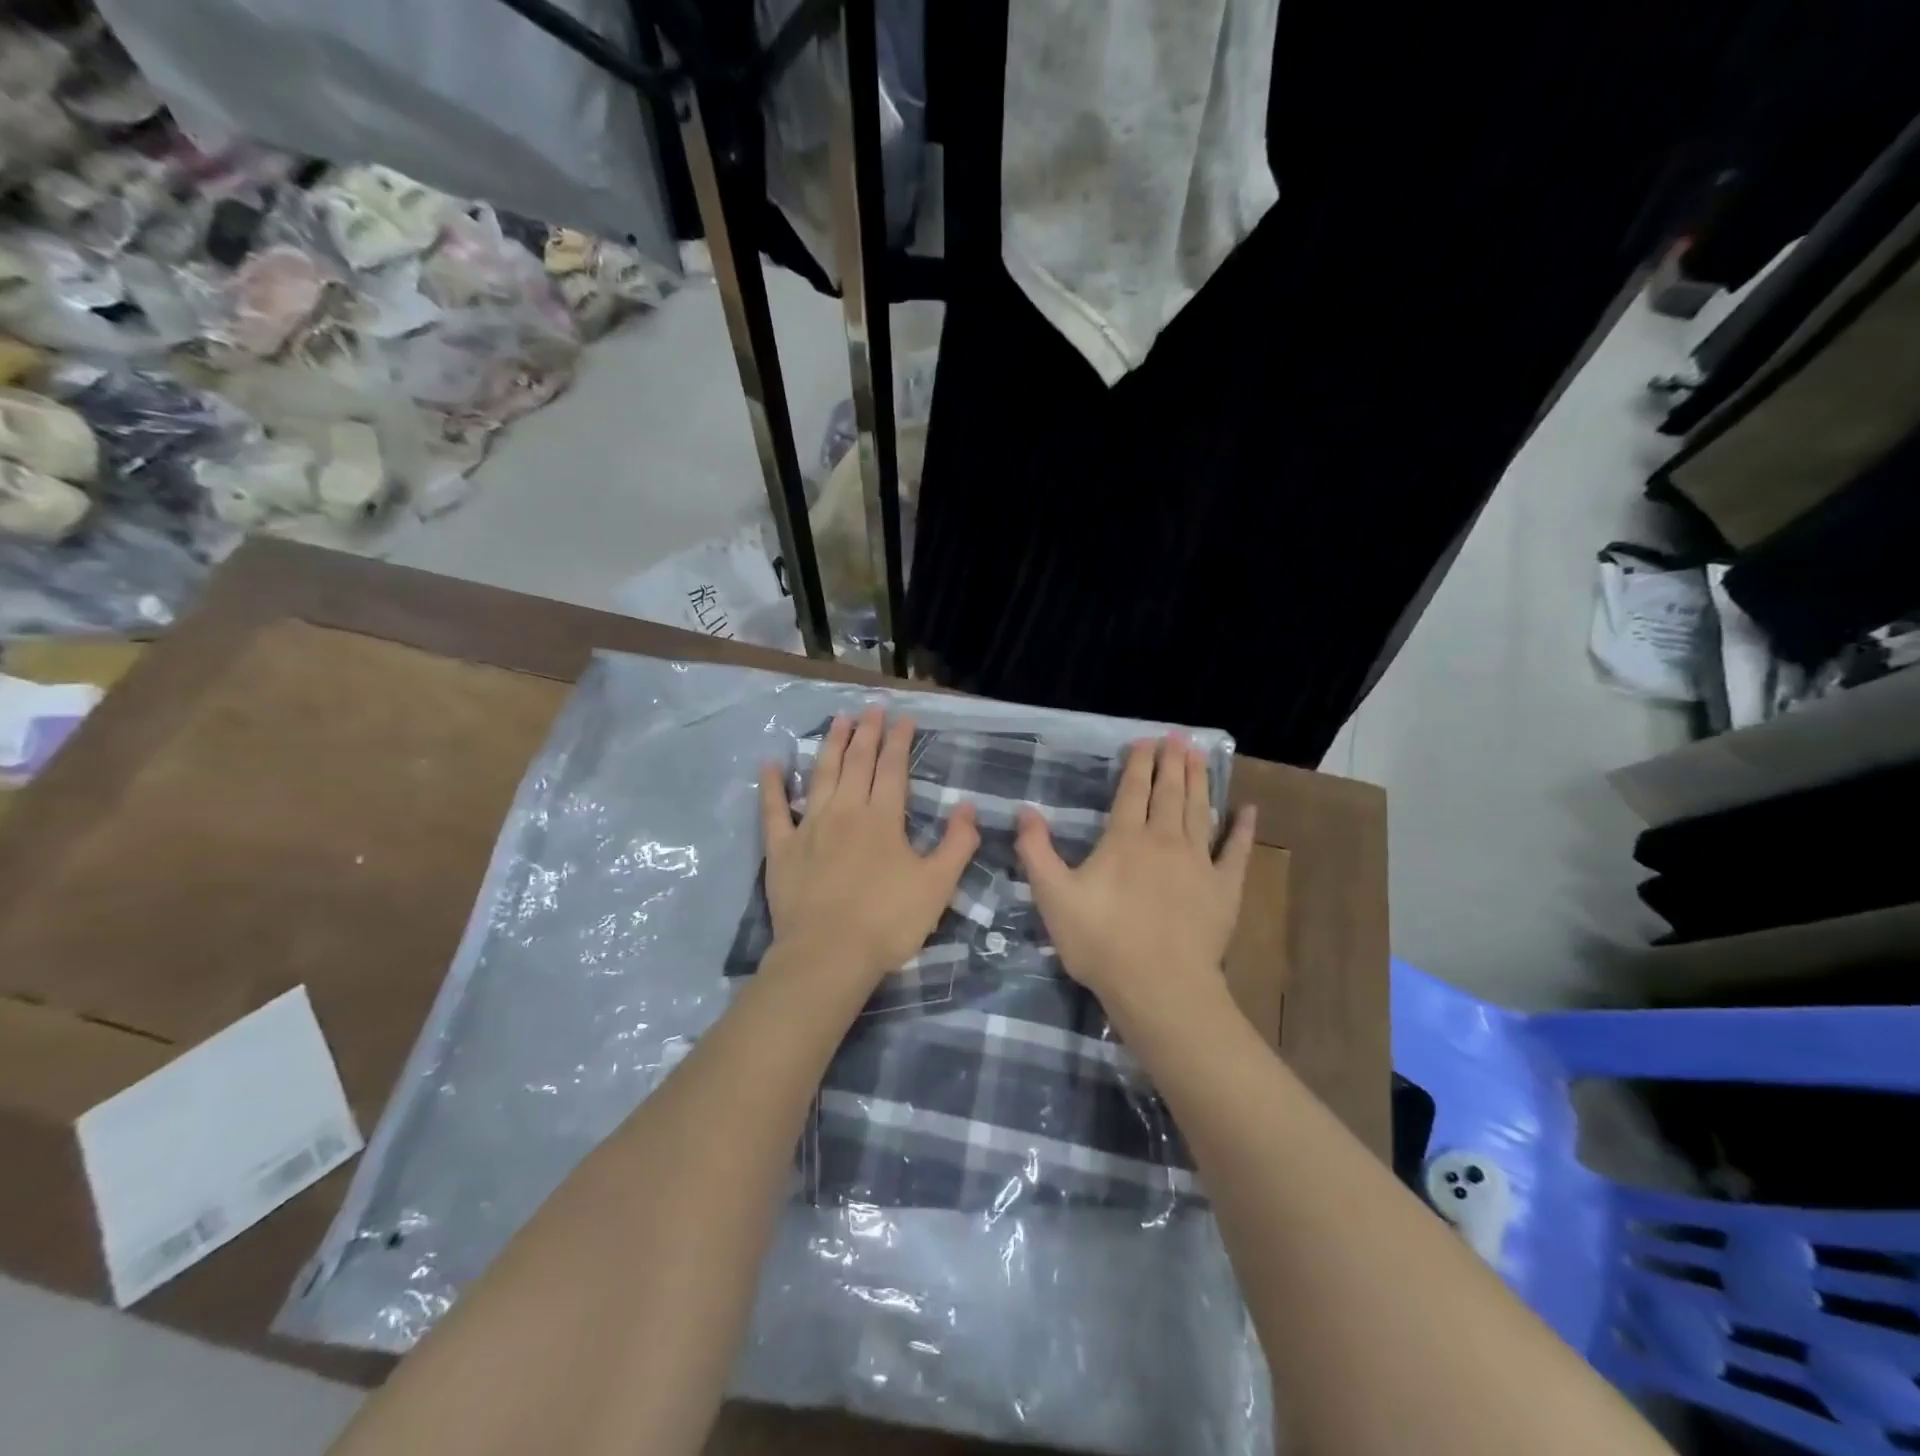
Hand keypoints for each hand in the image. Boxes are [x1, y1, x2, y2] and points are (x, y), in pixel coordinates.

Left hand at [760, 707, 979, 983]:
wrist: (828, 955)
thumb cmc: (888, 922)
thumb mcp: (938, 885)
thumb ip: (957, 844)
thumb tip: (969, 807)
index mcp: (883, 819)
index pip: (893, 769)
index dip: (899, 741)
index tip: (903, 717)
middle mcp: (846, 811)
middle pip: (857, 762)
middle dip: (867, 732)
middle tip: (871, 708)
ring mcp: (809, 827)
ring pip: (821, 775)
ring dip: (830, 745)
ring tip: (837, 719)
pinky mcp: (782, 849)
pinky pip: (773, 810)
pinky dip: (771, 786)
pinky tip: (770, 763)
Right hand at [1016, 735, 1255, 1029]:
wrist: (1159, 986)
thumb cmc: (1101, 941)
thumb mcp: (1053, 897)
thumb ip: (1036, 851)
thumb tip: (1024, 810)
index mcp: (1125, 839)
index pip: (1132, 790)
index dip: (1138, 763)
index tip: (1144, 740)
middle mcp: (1165, 840)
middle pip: (1169, 792)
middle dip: (1172, 761)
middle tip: (1177, 736)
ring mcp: (1200, 862)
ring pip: (1200, 811)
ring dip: (1200, 780)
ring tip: (1200, 754)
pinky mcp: (1225, 888)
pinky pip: (1237, 851)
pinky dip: (1243, 829)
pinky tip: (1248, 810)